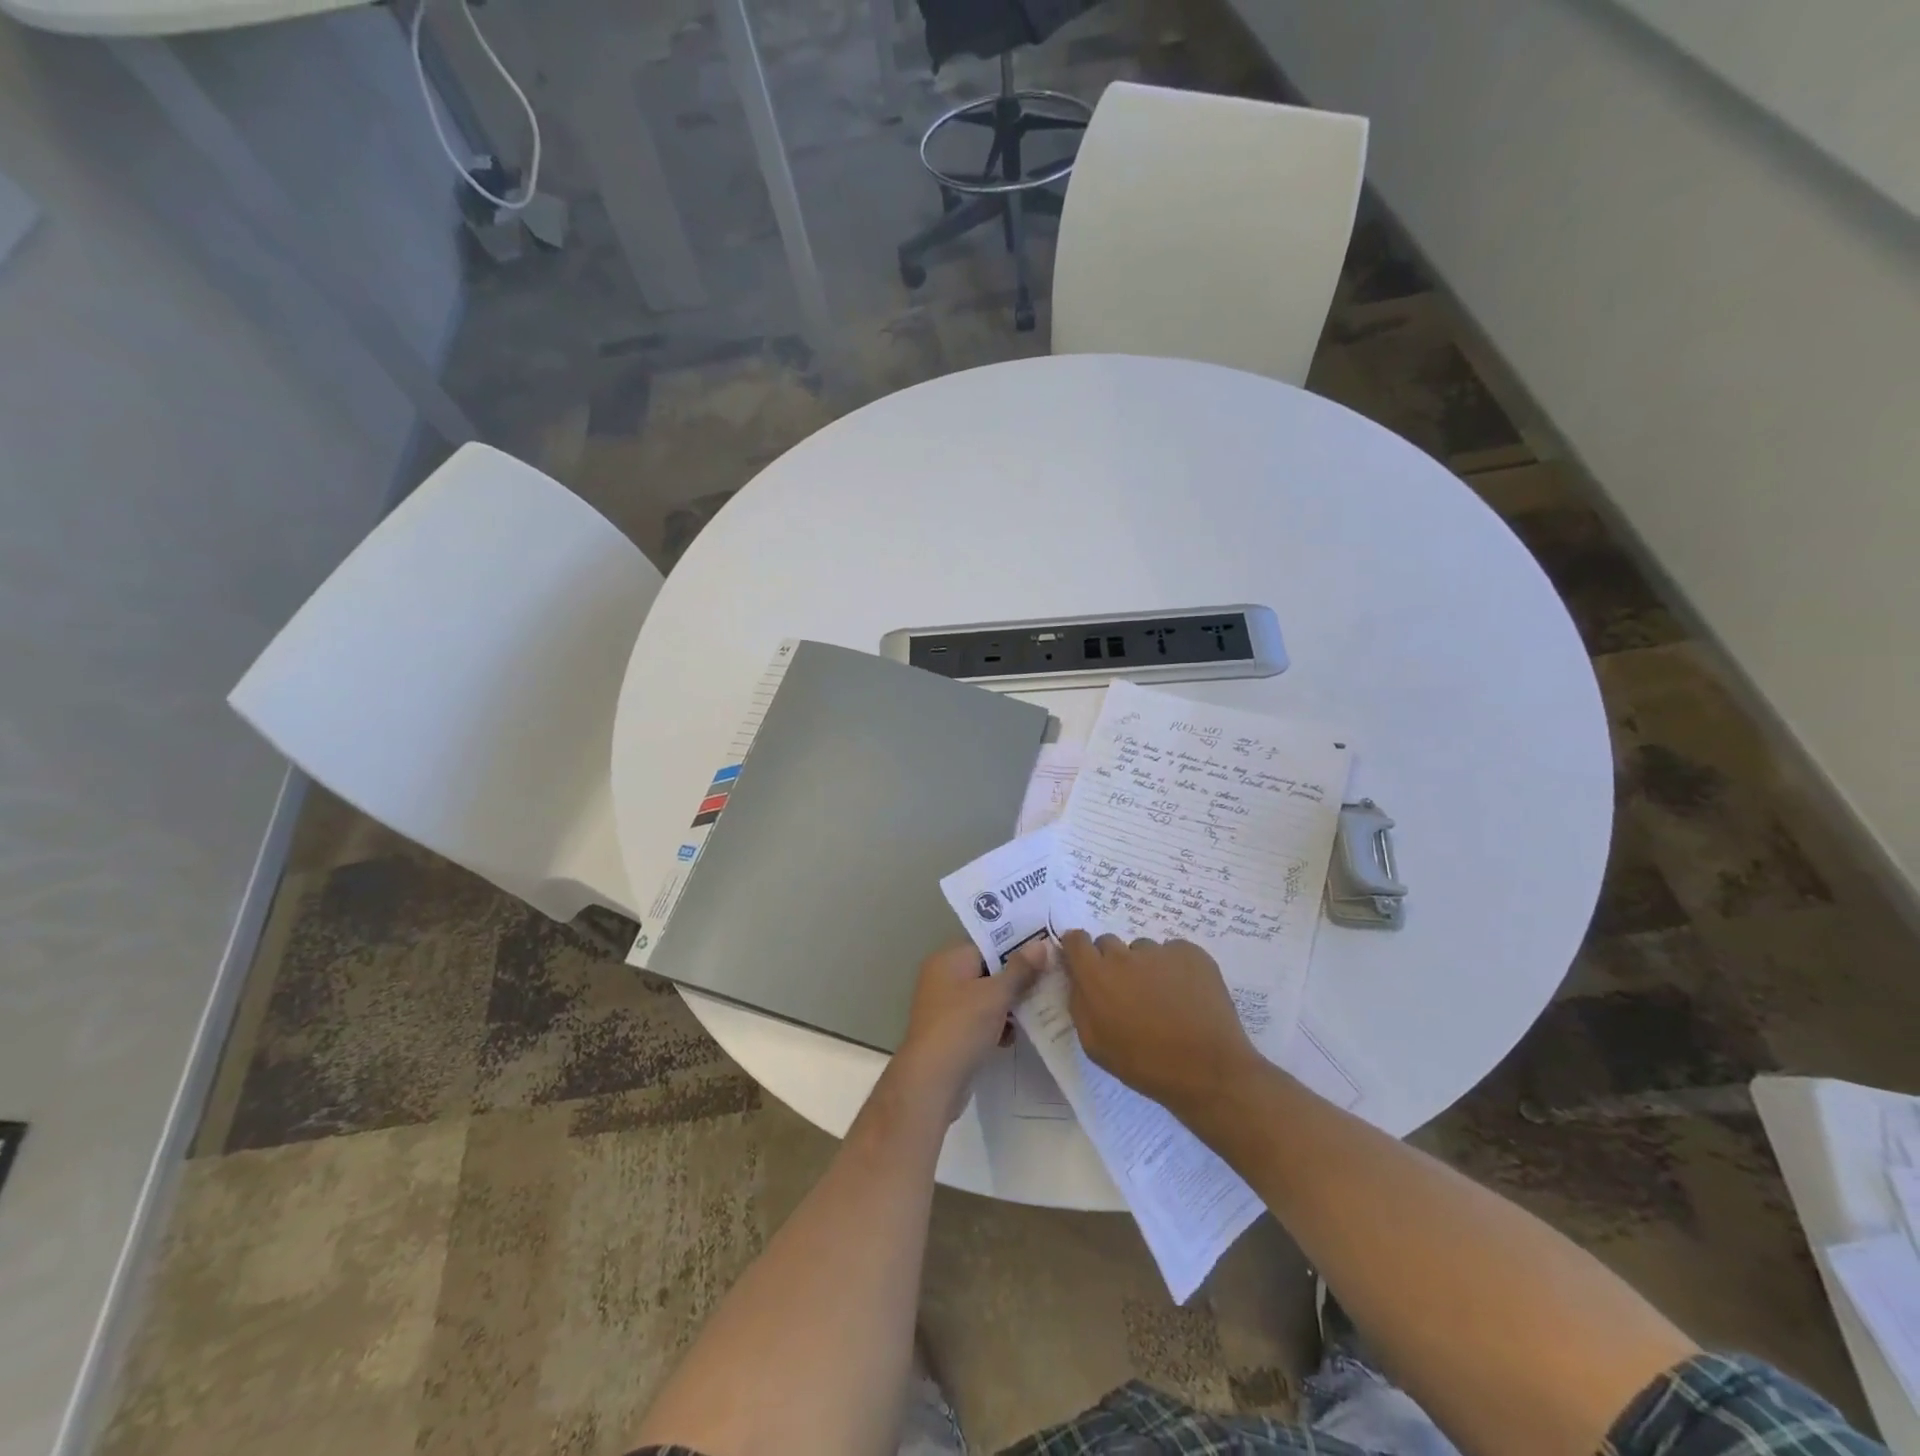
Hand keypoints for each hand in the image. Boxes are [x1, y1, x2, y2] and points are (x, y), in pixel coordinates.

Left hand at [894, 939, 1044, 1117]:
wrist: (932, 1082)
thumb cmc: (962, 1027)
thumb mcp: (995, 994)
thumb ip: (1020, 969)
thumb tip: (1042, 944)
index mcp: (948, 959)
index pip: (988, 944)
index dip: (1017, 948)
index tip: (1046, 953)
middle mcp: (943, 977)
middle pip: (988, 970)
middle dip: (1017, 979)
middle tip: (1049, 982)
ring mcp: (945, 1007)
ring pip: (986, 997)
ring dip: (1009, 1005)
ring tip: (1038, 1010)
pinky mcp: (951, 1033)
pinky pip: (980, 1020)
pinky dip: (997, 1025)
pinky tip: (1013, 1037)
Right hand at [1056, 930, 1259, 1116]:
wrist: (1208, 1070)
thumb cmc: (1145, 1064)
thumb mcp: (1095, 1045)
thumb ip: (1079, 1004)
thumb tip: (1078, 979)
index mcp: (1096, 976)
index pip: (1076, 940)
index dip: (1079, 950)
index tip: (1086, 965)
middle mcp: (1124, 955)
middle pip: (1108, 943)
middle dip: (1112, 962)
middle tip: (1128, 992)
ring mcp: (1160, 950)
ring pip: (1143, 950)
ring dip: (1145, 967)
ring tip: (1164, 998)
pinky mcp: (1191, 952)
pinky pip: (1173, 952)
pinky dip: (1175, 968)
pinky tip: (1186, 996)